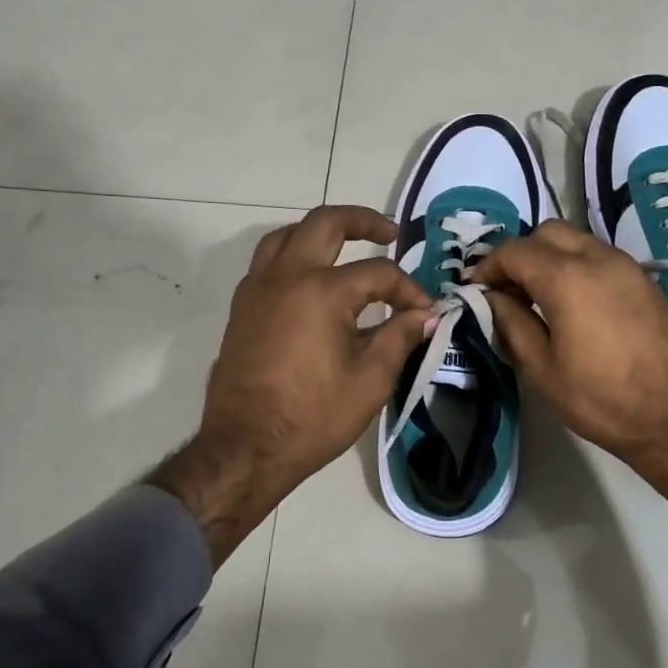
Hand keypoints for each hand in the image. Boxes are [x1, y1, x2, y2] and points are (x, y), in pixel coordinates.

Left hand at [153, 206, 432, 564]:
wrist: (247, 447)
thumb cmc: (314, 417)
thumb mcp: (371, 380)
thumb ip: (401, 337)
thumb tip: (426, 315)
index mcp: (322, 291)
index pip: (378, 273)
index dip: (408, 289)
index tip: (426, 312)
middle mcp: (286, 276)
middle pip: (325, 223)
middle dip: (362, 220)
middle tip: (389, 232)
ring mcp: (258, 289)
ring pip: (287, 235)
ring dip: (319, 232)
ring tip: (345, 245)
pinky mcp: (242, 308)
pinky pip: (267, 261)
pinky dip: (293, 254)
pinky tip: (310, 279)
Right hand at [471, 221, 667, 549]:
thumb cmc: (603, 400)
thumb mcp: (543, 370)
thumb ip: (513, 325)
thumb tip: (494, 299)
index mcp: (567, 278)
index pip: (515, 251)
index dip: (488, 267)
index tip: (477, 291)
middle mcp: (598, 258)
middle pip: (547, 233)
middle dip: (521, 254)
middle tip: (508, 291)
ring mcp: (628, 266)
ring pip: (577, 241)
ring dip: (551, 258)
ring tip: (539, 298)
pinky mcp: (646, 281)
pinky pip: (601, 257)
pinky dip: (578, 267)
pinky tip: (574, 305)